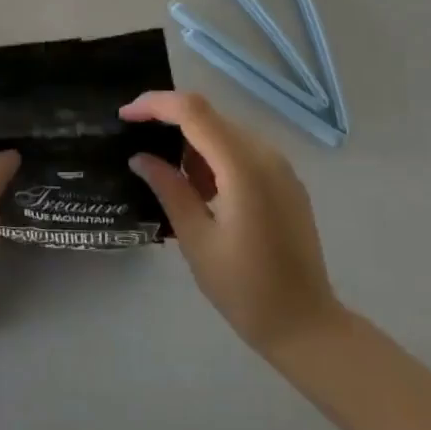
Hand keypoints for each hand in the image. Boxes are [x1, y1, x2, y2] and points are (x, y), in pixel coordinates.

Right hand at [121, 91, 343, 360]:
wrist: (306, 325)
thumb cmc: (245, 289)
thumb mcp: (196, 239)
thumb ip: (169, 188)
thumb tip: (140, 157)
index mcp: (242, 166)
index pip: (193, 111)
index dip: (156, 104)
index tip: (124, 117)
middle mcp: (265, 154)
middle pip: (210, 117)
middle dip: (170, 123)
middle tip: (138, 145)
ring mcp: (280, 167)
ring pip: (225, 133)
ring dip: (192, 142)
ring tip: (166, 175)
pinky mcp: (286, 181)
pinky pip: (242, 151)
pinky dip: (215, 157)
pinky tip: (200, 189)